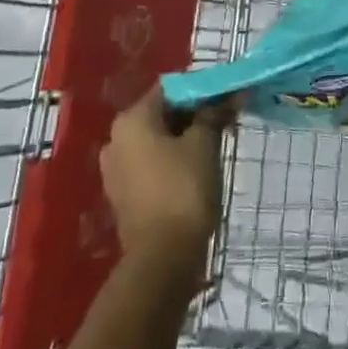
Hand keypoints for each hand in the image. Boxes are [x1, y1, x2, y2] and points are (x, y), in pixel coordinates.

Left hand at [100, 91, 227, 261]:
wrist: (163, 259)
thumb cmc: (184, 190)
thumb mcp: (204, 144)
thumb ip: (214, 113)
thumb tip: (231, 93)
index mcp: (131, 120)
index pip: (170, 89)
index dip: (200, 89)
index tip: (226, 96)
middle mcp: (116, 139)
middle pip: (161, 113)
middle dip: (194, 114)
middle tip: (225, 119)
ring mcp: (116, 170)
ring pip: (157, 140)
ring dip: (185, 137)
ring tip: (215, 143)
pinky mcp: (123, 195)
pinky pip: (151, 164)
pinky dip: (172, 160)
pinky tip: (196, 168)